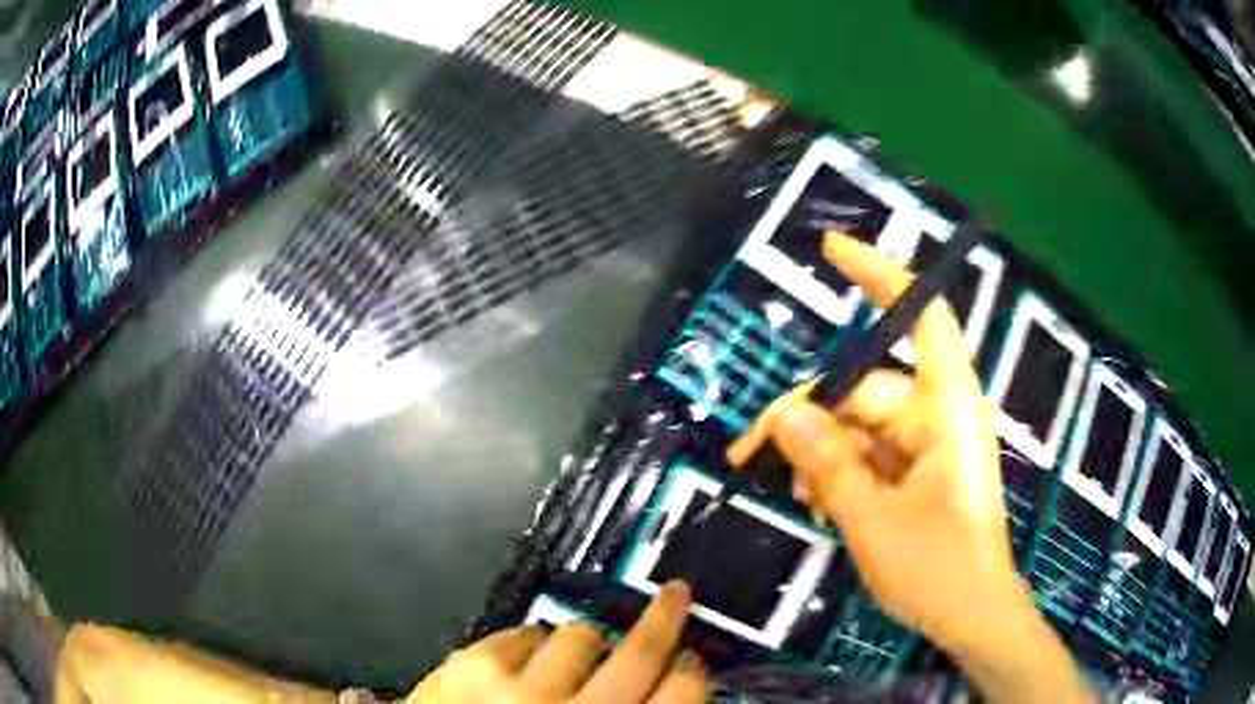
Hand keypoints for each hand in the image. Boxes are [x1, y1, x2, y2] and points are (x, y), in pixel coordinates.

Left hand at [408, 581, 707, 703]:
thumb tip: (665, 690)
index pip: (680, 696)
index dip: (690, 671)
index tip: (689, 659)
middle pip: (638, 654)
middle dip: (663, 621)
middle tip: (673, 599)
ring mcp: (520, 689)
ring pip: (581, 634)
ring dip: (588, 639)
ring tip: (580, 652)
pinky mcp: (473, 664)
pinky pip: (525, 631)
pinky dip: (534, 641)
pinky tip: (528, 660)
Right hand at [727, 233, 1095, 703]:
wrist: (970, 616)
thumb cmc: (937, 568)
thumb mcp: (872, 519)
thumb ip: (830, 463)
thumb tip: (786, 415)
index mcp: (947, 407)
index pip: (921, 316)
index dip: (881, 275)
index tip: (830, 250)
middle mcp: (938, 413)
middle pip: (863, 388)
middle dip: (809, 418)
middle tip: (751, 454)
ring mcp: (928, 444)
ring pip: (859, 426)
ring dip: (822, 454)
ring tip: (798, 498)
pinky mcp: (918, 471)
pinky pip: (869, 453)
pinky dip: (840, 472)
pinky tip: (819, 504)